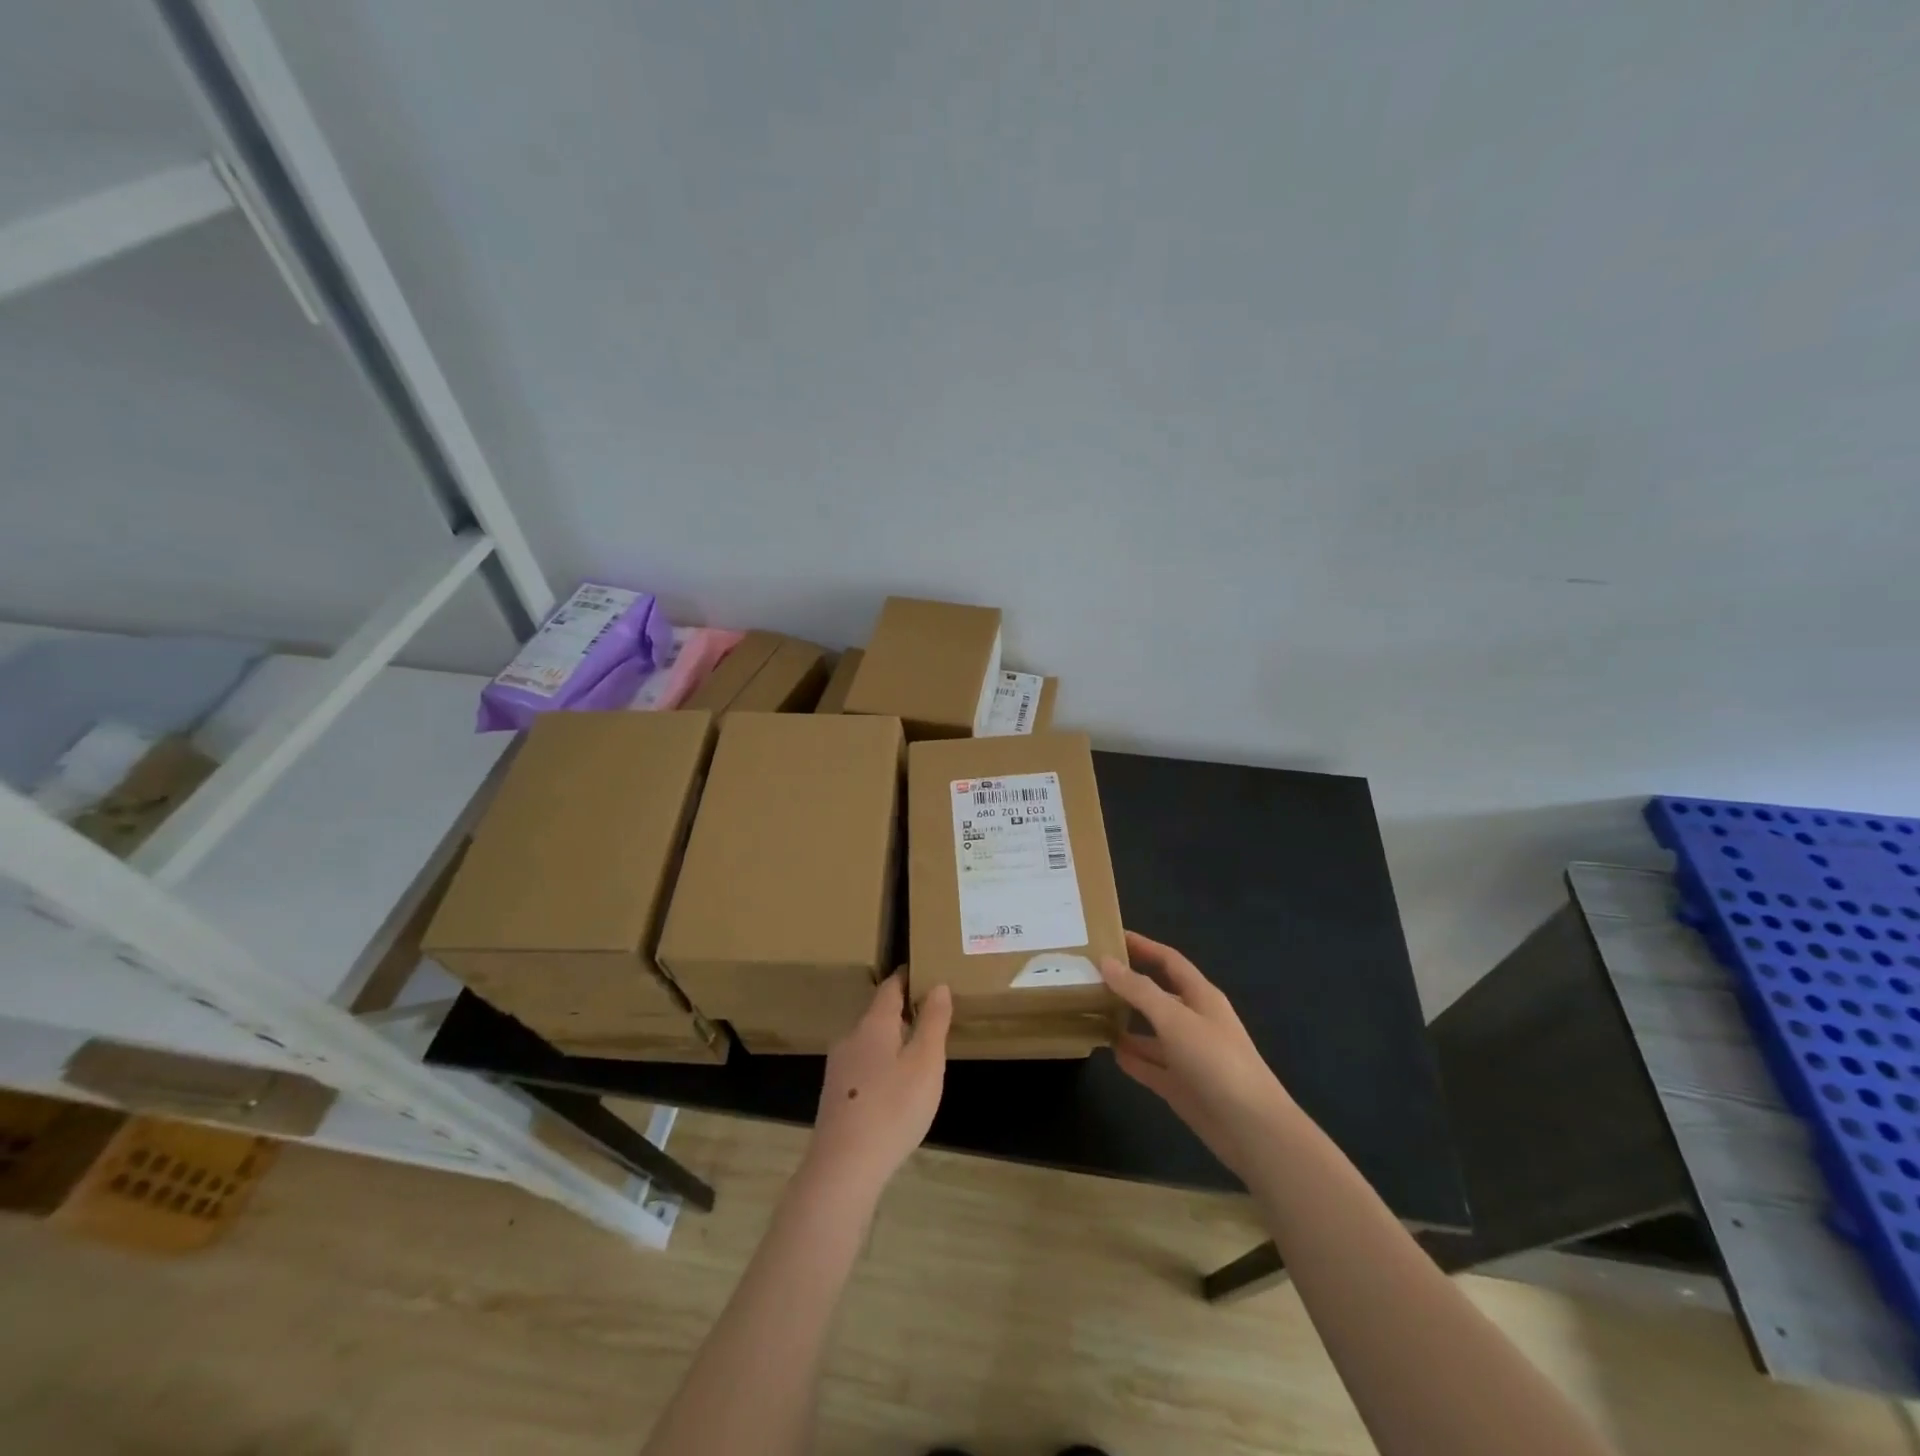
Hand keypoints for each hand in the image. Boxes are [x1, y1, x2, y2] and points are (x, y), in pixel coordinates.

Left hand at [803, 975, 951, 1197]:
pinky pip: (863, 1066)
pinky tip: (894, 1087)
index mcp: (874, 1024)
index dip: (907, 978)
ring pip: (870, 1042)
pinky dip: (881, 1065)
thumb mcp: (926, 1063)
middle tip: (931, 1015)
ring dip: (892, 1041)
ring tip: (918, 1052)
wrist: (843, 1168)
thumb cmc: (893, 1108)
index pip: (890, 987)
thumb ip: (933, 1022)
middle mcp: (851, 1038)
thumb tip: (938, 985)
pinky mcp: (835, 1095)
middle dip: (902, 1012)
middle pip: (878, 1014)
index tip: (924, 972)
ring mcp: (839, 1067)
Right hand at [1101, 931, 1293, 1178]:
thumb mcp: (1174, 1019)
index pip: (1169, 960)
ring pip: (1151, 1032)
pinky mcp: (1181, 1085)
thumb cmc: (1216, 1061)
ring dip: (1125, 1022)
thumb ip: (1139, 990)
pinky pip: (1150, 1065)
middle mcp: (1194, 1021)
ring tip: (1090, 1011)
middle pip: (1157, 995)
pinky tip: (1109, 1050)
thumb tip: (1106, 961)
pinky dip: (1132, 1057)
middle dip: (1128, 985)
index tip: (1111, 936)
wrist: (1252, 1129)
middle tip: (1091, 975)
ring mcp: (1188, 1055)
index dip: (1143, 946)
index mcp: (1201, 997)